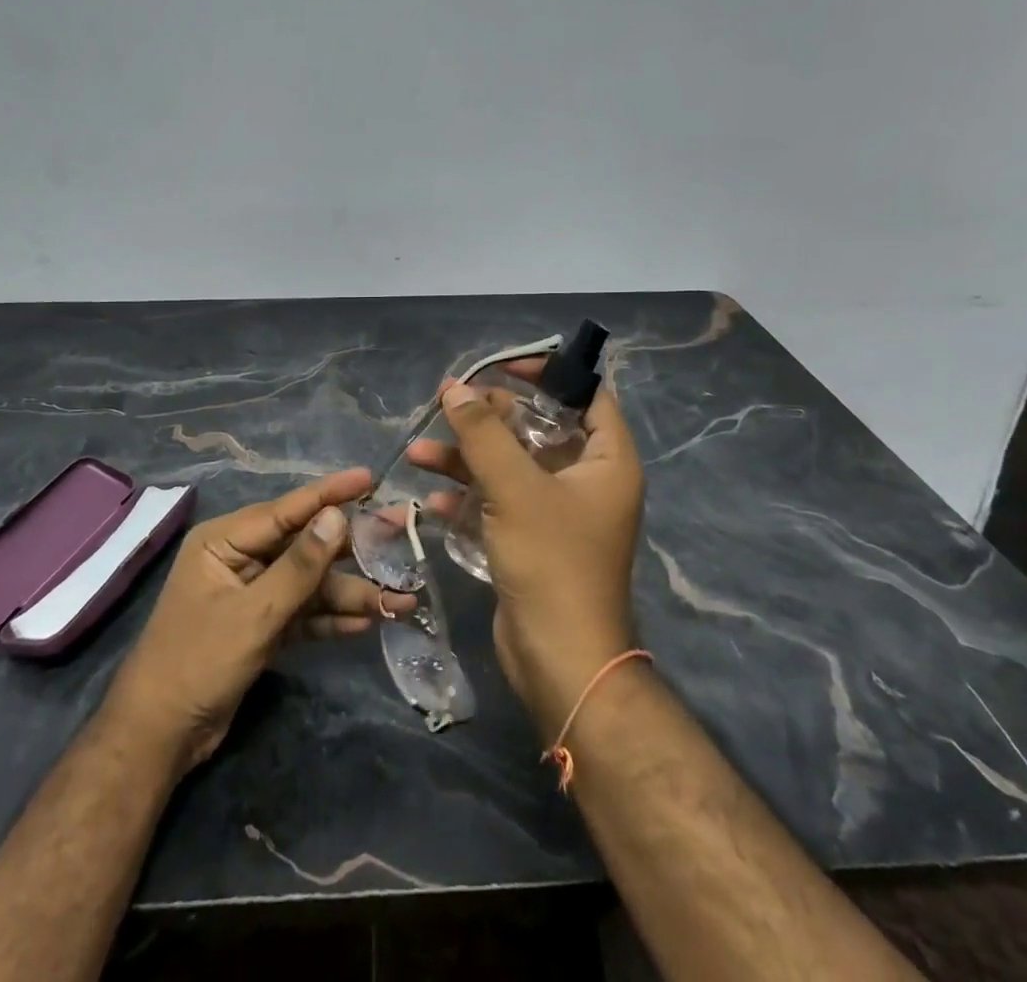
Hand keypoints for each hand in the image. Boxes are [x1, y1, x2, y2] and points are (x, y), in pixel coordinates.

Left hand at [105, 468, 414, 774]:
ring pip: (311, 583)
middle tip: (403, 533)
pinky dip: (331, 619)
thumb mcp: (253, 613)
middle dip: (354, 547)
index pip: (288, 509)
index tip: (370, 477)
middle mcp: (241, 558)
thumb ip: (299, 566)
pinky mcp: (261, 626)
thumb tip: (337, 516)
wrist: (158, 738)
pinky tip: (367, 623)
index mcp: (226, 541)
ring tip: (401, 600)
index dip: (331, 493)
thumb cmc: (197, 662)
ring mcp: (253, 593)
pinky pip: (303, 613)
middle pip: (306, 544)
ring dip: (351, 592)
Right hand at [407, 368, 644, 736]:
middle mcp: (587, 481)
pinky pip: (499, 502)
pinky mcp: (532, 540)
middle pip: (537, 428)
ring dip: (467, 457)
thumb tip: (456, 388)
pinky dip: (469, 496)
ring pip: (510, 466)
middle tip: (448, 404)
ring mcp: (558, 513)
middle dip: (489, 417)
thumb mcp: (514, 488)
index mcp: (607, 460)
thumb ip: (483, 433)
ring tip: (419, 451)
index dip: (547, 373)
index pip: (585, 395)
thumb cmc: (552, 561)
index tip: (501, 367)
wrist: (561, 660)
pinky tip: (433, 498)